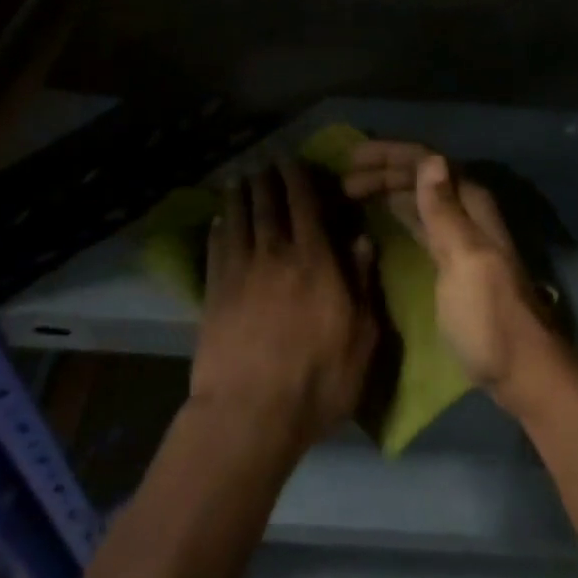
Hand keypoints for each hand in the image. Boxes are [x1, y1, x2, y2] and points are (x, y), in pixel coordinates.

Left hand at [192, 162, 378, 455]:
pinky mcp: (213, 293)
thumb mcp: (361, 338)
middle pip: (267, 203)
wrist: (249, 417)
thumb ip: (364, 284)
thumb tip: (362, 239)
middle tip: (265, 163)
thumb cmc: (317, 380)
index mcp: (314, 259)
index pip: (304, 203)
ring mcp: (240, 271)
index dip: (298, 177)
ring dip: (239, 194)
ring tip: (240, 179)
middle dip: (267, 178)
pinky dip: (218, 227)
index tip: (293, 160)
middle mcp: (275, 253)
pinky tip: (218, 220)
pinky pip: (215, 247)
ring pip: (238, 218)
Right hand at [343, 141, 561, 414]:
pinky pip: (418, 222)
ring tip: (349, 193)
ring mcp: (458, 235)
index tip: (352, 157)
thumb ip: (444, 211)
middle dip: (383, 171)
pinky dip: (396, 213)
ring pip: (418, 198)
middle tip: (341, 181)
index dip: (389, 154)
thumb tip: (430, 157)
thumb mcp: (463, 259)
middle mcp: (465, 210)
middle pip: (420, 176)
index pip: (426, 160)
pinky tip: (376, 217)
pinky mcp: (450, 260)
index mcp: (471, 202)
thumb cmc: (488, 315)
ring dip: (386, 190)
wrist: (520, 370)